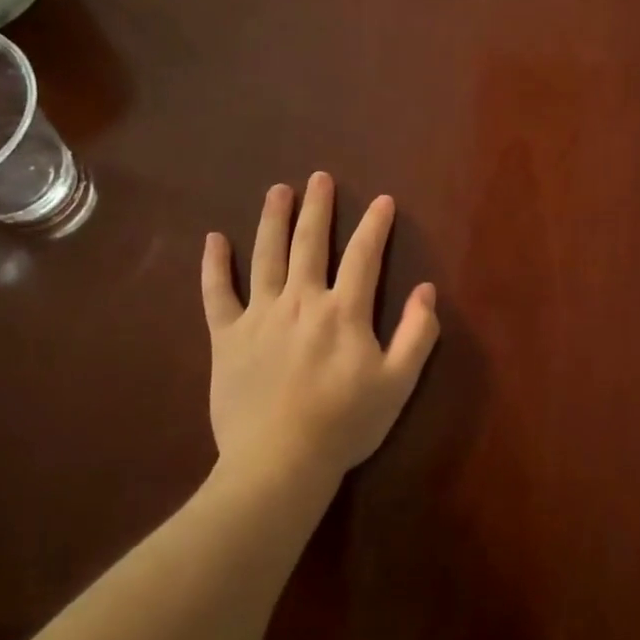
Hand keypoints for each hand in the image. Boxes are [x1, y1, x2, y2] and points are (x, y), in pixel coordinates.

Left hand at [202, 173, 438, 485]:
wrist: (279, 461)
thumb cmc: (345, 424)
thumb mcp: (398, 384)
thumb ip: (417, 335)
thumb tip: (426, 290)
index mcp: (344, 312)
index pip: (364, 257)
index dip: (375, 226)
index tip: (382, 200)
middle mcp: (301, 301)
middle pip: (310, 244)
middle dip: (317, 208)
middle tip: (319, 178)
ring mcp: (259, 316)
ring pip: (266, 257)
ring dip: (272, 221)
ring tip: (278, 191)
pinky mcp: (227, 337)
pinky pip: (216, 294)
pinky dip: (214, 266)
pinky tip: (213, 239)